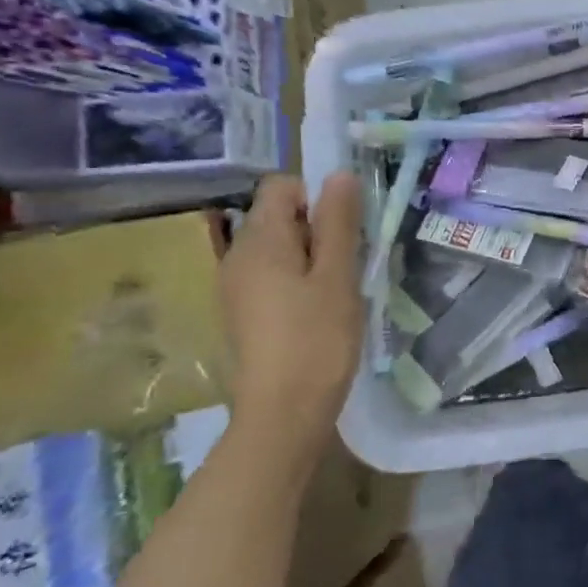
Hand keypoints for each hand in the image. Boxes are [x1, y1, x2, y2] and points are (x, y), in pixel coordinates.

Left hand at [220, 173, 364, 451]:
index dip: (318, 195)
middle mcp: (237, 256)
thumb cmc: (317, 339)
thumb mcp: (338, 276)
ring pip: (279, 248)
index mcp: (259, 240)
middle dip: (319, 227)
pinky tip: (321, 310)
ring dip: (313, 256)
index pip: (282, 186)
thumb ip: (338, 223)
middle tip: (351, 262)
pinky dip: (299, 280)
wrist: (284, 412)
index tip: (347, 228)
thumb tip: (339, 174)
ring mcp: (236, 286)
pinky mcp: (244, 312)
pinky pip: (273, 275)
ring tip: (340, 288)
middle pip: (279, 216)